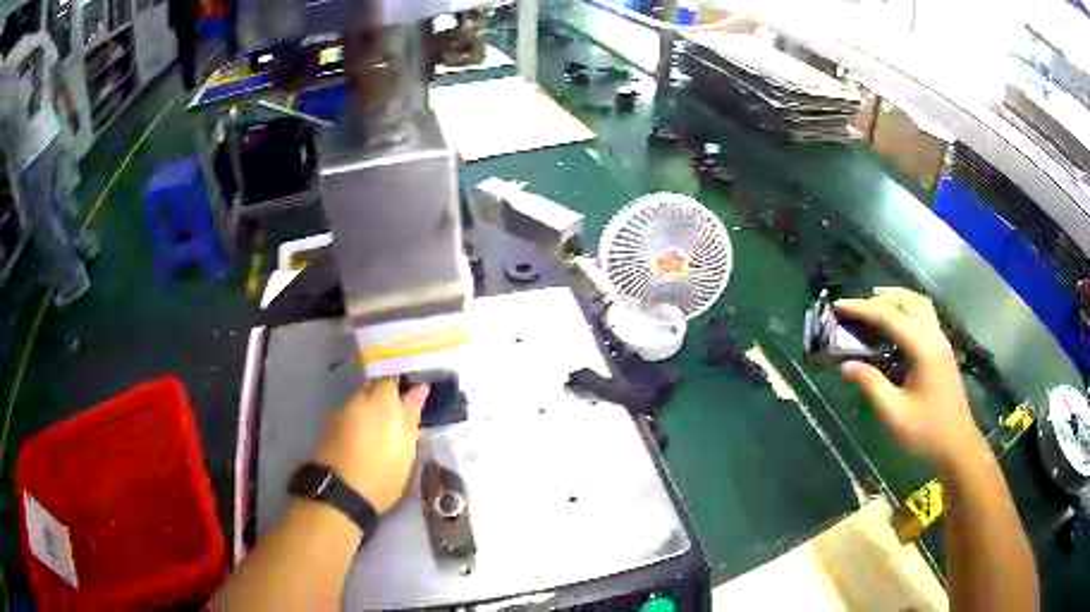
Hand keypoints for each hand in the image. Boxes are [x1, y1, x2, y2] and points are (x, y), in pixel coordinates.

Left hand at [312, 378, 429, 514]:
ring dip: (371, 412)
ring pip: (361, 402)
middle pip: (374, 388)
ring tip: (382, 432)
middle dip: (385, 398)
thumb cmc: (382, 473)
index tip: (412, 390)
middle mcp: (359, 399)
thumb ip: (411, 415)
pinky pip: (349, 416)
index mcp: (381, 400)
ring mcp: (341, 411)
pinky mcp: (329, 426)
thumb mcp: (406, 449)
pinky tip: (365, 441)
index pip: (393, 375)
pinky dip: (358, 423)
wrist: (340, 494)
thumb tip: (420, 388)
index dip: (402, 381)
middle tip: (399, 416)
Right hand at [835, 288, 982, 468]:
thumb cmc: (926, 433)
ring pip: (919, 304)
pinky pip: (924, 316)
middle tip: (855, 308)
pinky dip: (906, 311)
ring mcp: (941, 342)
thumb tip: (846, 366)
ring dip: (896, 299)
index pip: (890, 317)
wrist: (957, 446)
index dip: (862, 309)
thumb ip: (872, 385)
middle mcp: (934, 337)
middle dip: (879, 299)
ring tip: (874, 306)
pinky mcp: (942, 351)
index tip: (839, 305)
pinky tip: (895, 327)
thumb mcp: (894, 415)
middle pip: (907, 301)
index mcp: (924, 349)